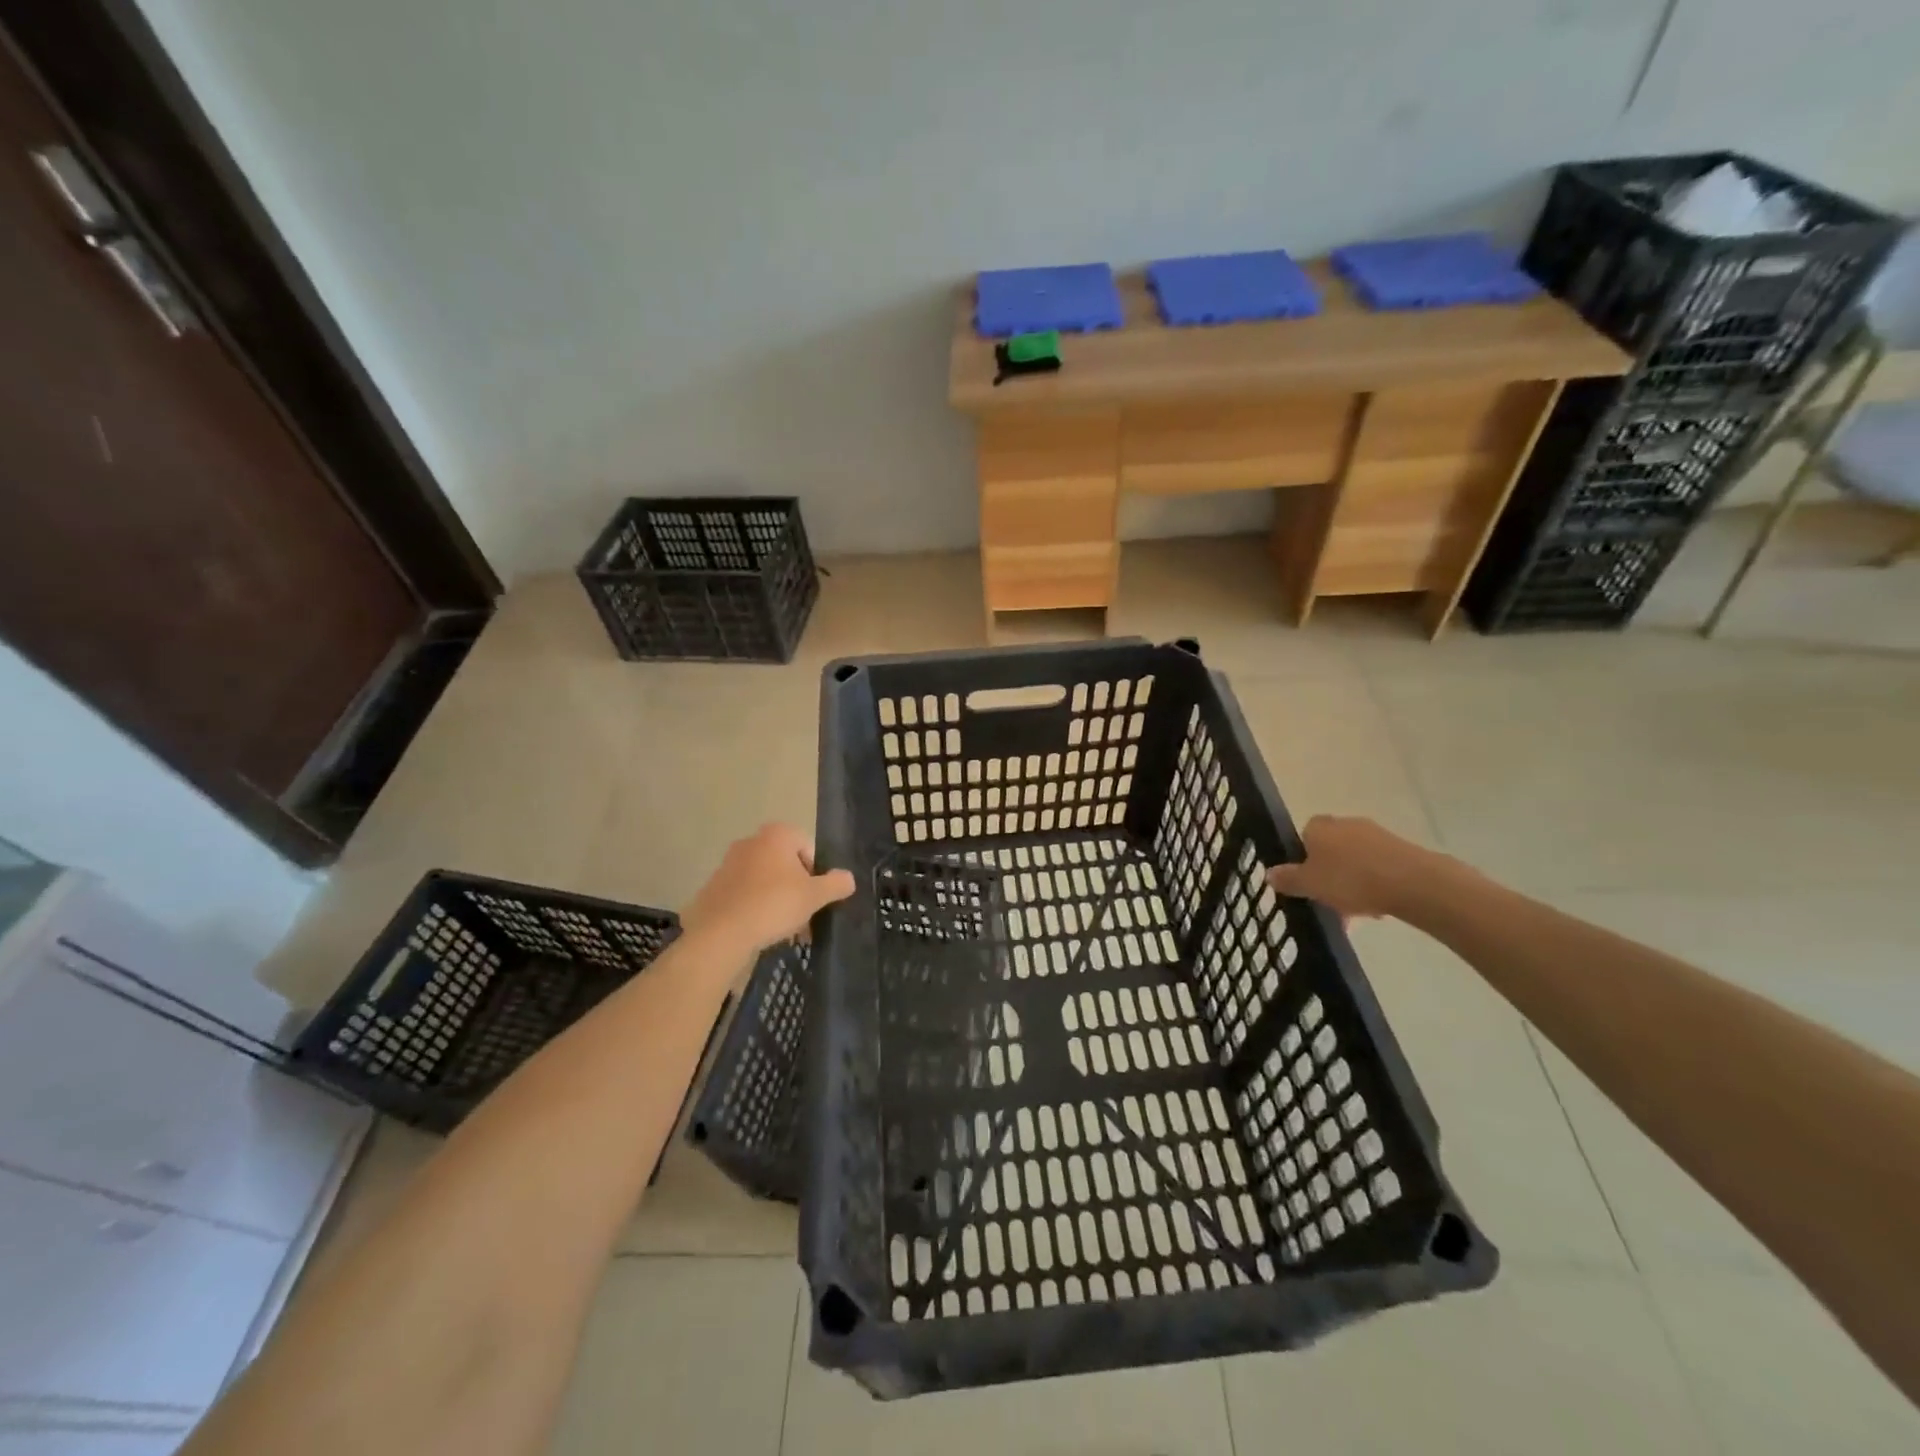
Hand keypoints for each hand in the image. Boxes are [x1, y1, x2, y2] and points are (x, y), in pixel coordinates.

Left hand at [682, 823, 855, 955]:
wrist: (721, 933)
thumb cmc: (773, 904)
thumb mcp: (814, 896)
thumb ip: (835, 884)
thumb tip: (848, 878)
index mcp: (777, 835)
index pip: (807, 847)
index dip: (817, 873)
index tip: (816, 897)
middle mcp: (751, 841)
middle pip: (785, 864)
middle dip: (797, 888)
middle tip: (803, 915)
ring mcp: (728, 863)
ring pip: (765, 880)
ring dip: (777, 899)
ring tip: (784, 928)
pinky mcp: (714, 886)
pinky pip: (744, 893)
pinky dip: (755, 907)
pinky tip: (760, 930)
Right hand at [1266, 815, 1438, 920]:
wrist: (1412, 882)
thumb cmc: (1350, 880)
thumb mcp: (1310, 885)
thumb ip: (1288, 879)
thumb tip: (1268, 873)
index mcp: (1318, 827)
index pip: (1303, 836)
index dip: (1303, 859)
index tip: (1306, 882)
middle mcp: (1344, 824)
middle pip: (1329, 850)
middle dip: (1328, 875)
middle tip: (1328, 902)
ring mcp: (1375, 835)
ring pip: (1354, 861)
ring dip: (1351, 883)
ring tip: (1355, 914)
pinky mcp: (1400, 849)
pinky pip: (1377, 867)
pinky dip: (1373, 884)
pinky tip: (1378, 908)